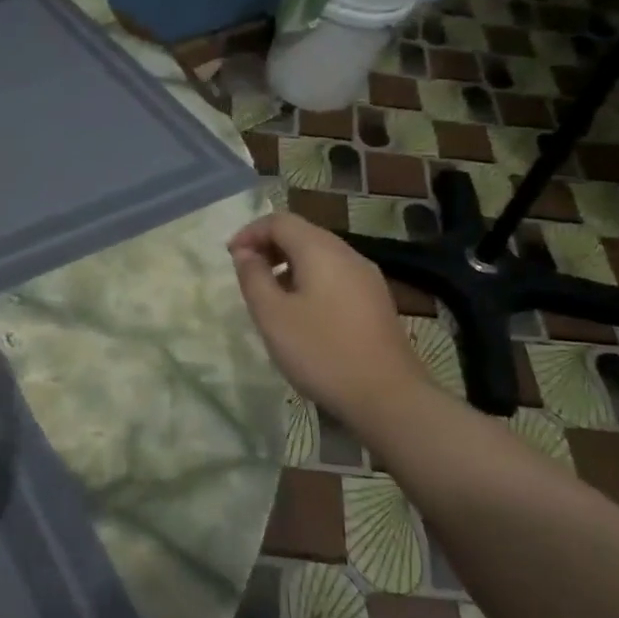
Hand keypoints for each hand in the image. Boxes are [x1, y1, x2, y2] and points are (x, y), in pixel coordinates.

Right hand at [228, 212, 430, 425]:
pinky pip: (335, 275)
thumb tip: (245, 253)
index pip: (280, 221)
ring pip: (320, 254)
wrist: (388, 396)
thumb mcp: (272, 315)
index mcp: (321, 250)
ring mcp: (367, 277)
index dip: (250, 232)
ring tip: (269, 294)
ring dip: (289, 264)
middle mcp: (348, 254)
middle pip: (302, 233)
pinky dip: (310, 279)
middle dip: (269, 246)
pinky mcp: (375, 300)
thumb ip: (253, 277)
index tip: (230, 257)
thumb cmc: (321, 352)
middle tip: (246, 273)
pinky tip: (301, 311)